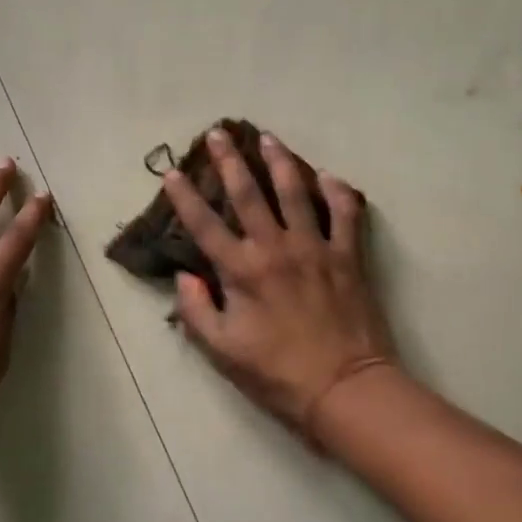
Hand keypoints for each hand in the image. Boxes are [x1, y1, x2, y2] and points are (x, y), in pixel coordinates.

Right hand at [162, 129, 395, 439]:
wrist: (345, 388)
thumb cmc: (277, 374)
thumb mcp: (222, 351)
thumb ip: (197, 311)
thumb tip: (184, 277)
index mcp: (242, 270)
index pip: (204, 224)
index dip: (185, 196)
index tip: (173, 171)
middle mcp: (276, 248)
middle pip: (248, 194)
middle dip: (230, 161)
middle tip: (219, 132)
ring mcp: (315, 247)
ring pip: (296, 192)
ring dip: (280, 162)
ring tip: (269, 138)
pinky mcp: (348, 256)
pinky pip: (345, 213)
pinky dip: (338, 192)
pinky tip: (329, 177)